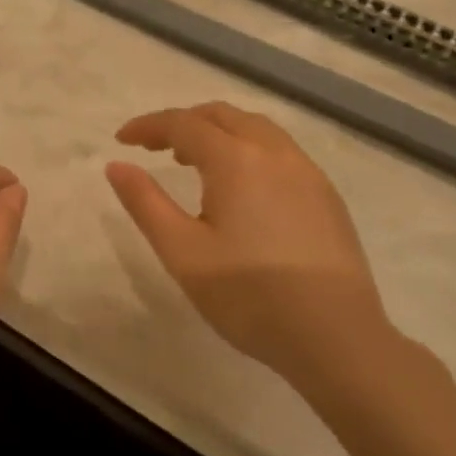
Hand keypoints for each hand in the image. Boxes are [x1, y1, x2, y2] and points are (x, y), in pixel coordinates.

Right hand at [106, 102, 397, 387]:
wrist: (337, 339)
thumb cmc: (249, 296)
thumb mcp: (182, 251)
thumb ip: (145, 202)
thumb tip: (117, 165)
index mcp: (236, 160)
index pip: (183, 123)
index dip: (148, 126)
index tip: (122, 140)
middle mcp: (275, 153)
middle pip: (222, 115)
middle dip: (183, 122)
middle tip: (154, 148)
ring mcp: (308, 173)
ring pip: (256, 129)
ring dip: (218, 132)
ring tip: (193, 162)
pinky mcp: (327, 197)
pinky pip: (279, 151)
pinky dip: (247, 149)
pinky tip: (241, 188)